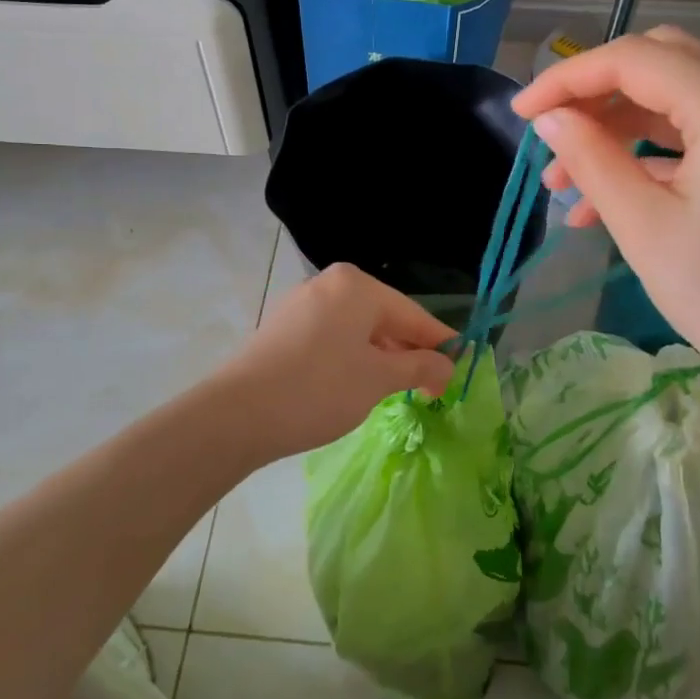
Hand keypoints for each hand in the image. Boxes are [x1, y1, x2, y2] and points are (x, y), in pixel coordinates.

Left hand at [218, 263, 455, 459]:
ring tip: (397, 388)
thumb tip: (448, 366)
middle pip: (384, 317)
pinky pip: (332, 336)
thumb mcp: (378, 379)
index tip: (461, 367)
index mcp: (356, 285)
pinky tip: (357, 383)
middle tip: (431, 387)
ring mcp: (302, 304)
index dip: (440, 342)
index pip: (413, 314)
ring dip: (382, 356)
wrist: (237, 414)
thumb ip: (419, 366)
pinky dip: (353, 357)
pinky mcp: (284, 328)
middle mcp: (329, 284)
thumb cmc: (320, 388)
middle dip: (409, 351)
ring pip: (357, 328)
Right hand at [512, 27, 699, 418]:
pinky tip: (601, 201)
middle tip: (547, 134)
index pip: (633, 60)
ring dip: (615, 127)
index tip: (519, 114)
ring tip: (562, 181)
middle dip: (593, 94)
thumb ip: (590, 159)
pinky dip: (645, 154)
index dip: (566, 79)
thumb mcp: (643, 225)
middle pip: (658, 63)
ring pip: (673, 100)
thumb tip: (548, 119)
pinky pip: (694, 137)